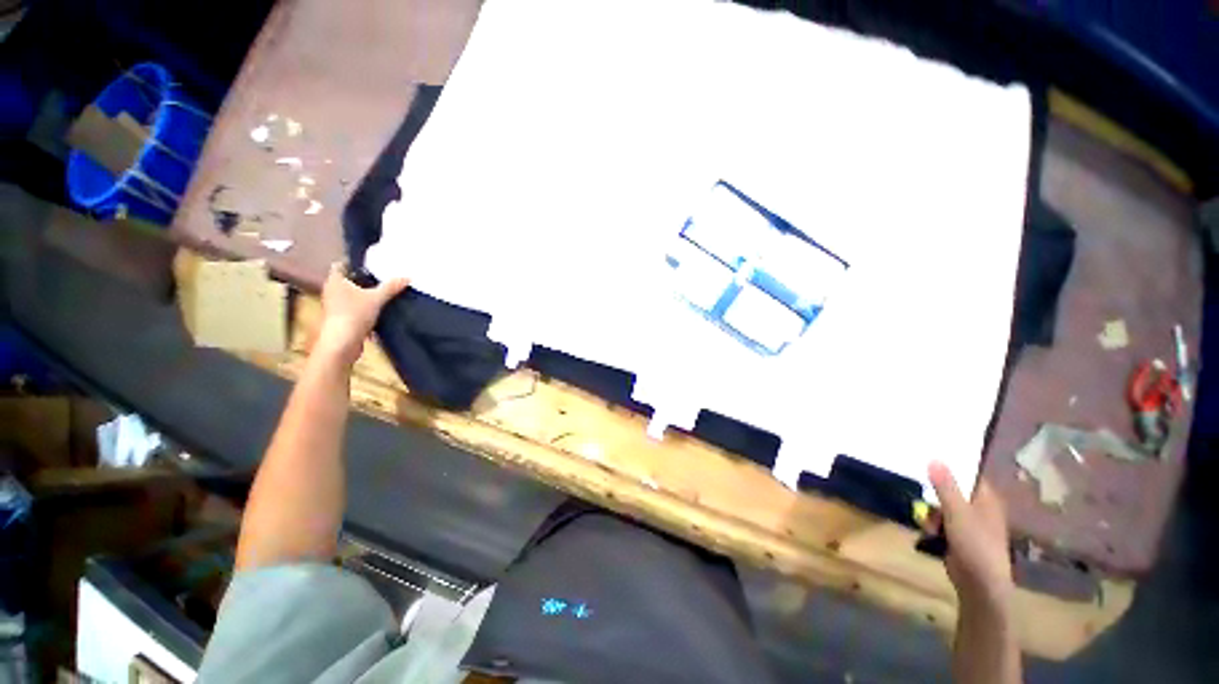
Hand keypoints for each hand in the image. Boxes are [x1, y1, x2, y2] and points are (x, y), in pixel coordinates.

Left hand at [315, 263, 409, 364]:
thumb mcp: (377, 298)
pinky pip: (353, 308)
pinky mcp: (340, 319)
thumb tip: (407, 277)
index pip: (341, 265)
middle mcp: (331, 291)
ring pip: (351, 295)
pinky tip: (378, 311)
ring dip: (364, 295)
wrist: (342, 342)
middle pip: (347, 281)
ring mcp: (334, 306)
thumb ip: (391, 287)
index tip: (371, 264)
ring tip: (383, 293)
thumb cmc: (354, 314)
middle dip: (363, 280)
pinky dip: (364, 308)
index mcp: (335, 281)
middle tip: (382, 278)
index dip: (354, 263)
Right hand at [928, 461, 1013, 618]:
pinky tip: (929, 532)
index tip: (930, 457)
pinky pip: (942, 522)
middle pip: (953, 490)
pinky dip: (934, 525)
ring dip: (932, 512)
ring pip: (944, 507)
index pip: (970, 474)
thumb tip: (934, 458)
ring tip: (927, 522)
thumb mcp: (957, 512)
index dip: (953, 466)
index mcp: (986, 499)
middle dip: (935, 492)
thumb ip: (945, 486)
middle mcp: (980, 508)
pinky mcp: (960, 537)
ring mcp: (970, 524)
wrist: (980, 583)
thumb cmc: (975, 543)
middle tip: (921, 491)